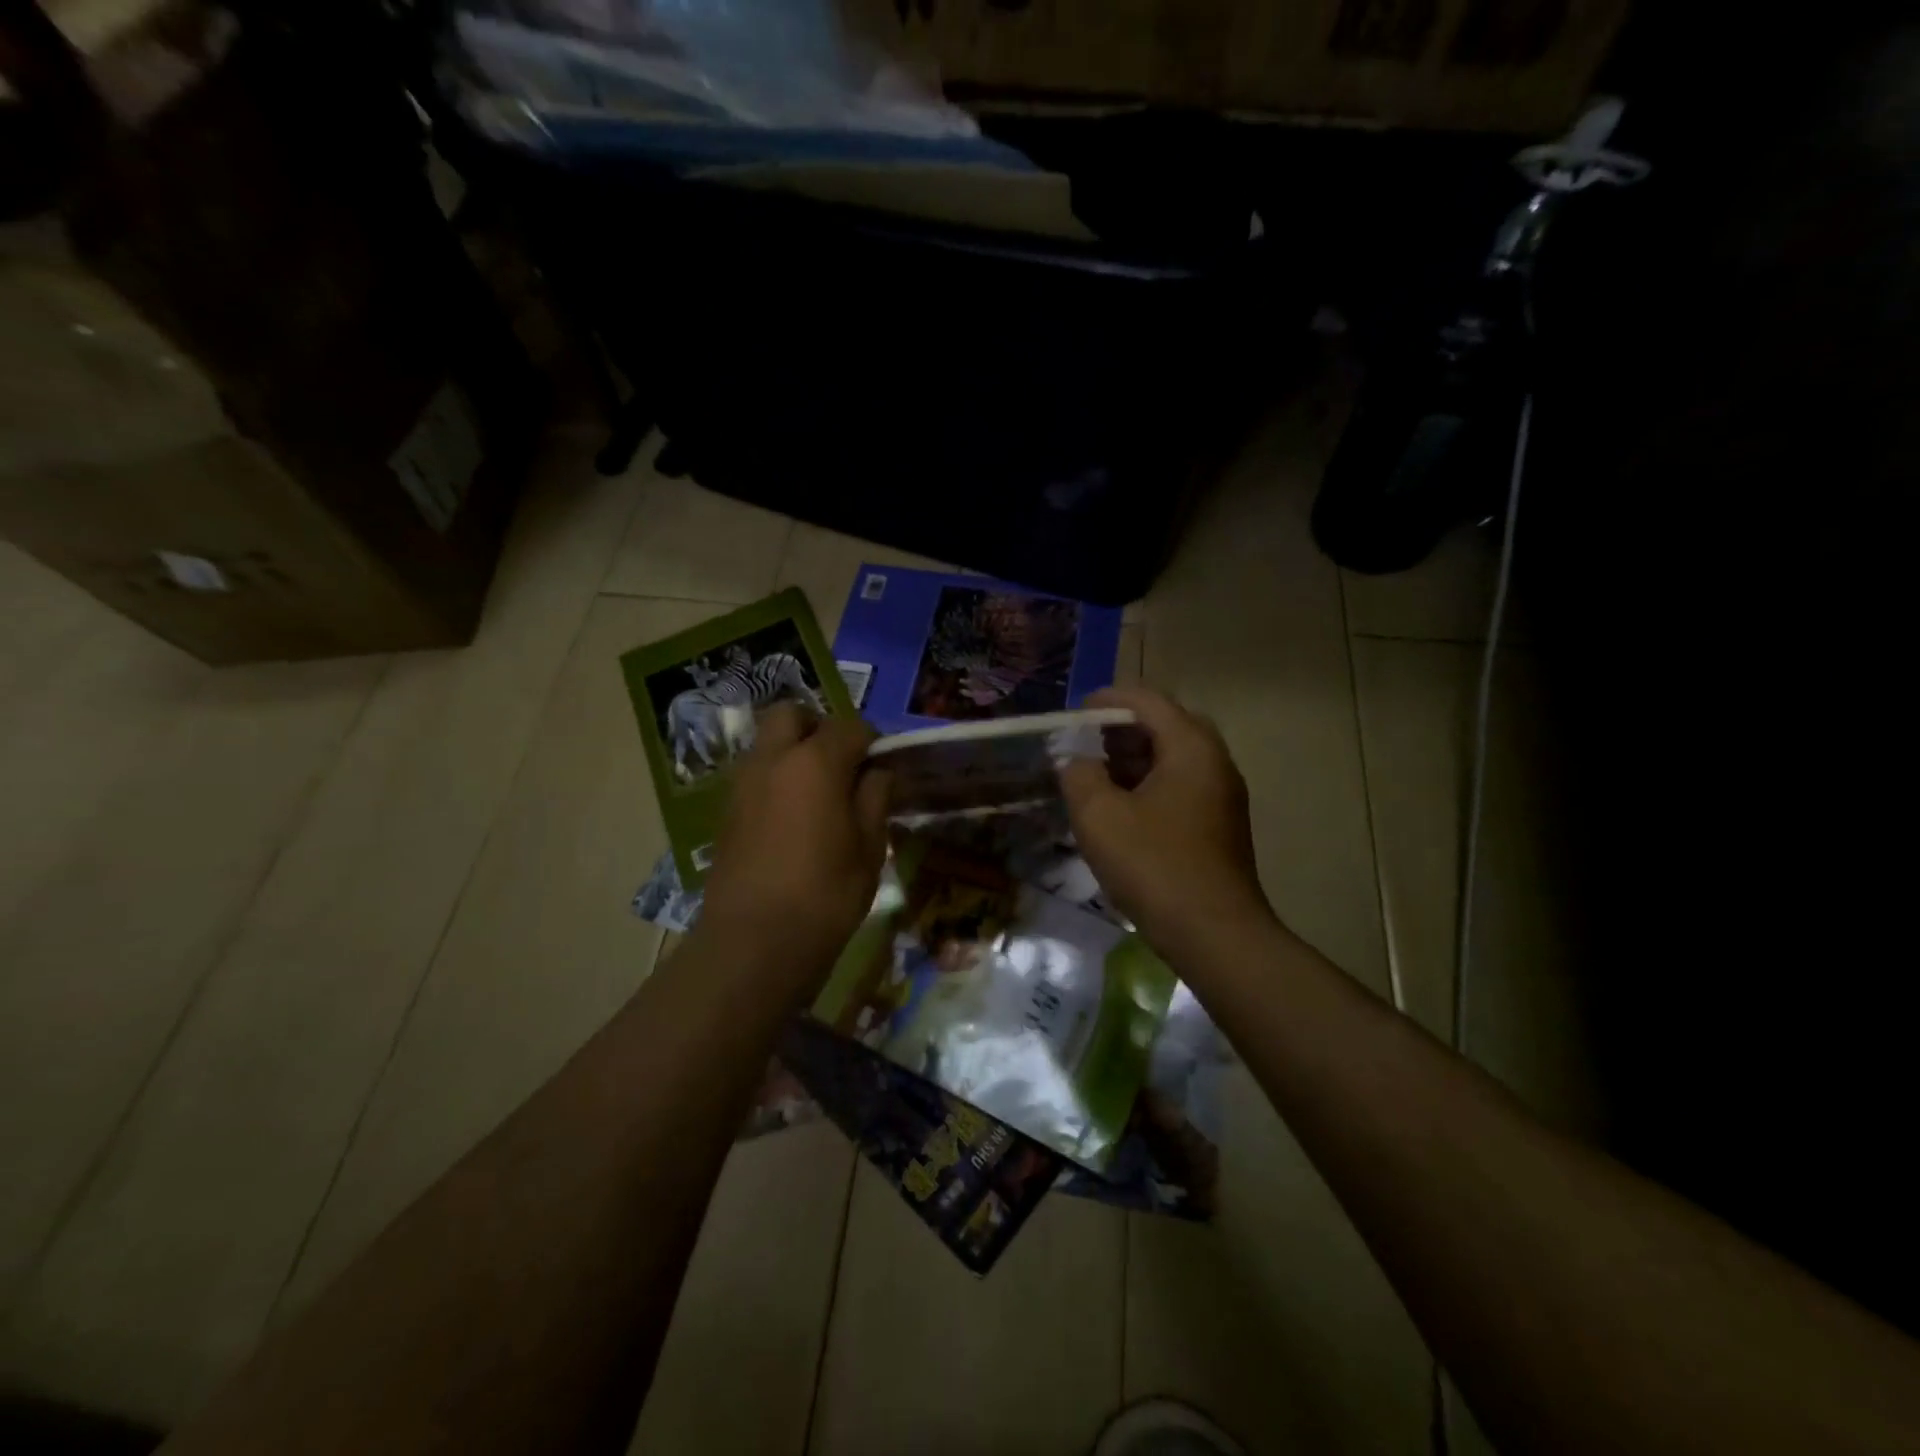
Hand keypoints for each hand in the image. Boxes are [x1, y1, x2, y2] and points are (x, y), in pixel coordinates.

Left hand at [697, 703, 891, 996]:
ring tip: (817, 794)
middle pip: (792, 715)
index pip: (850, 727)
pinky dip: (774, 779)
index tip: (882, 768)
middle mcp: (773, 759)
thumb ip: (874, 799)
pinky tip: (792, 819)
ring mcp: (742, 783)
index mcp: (815, 762)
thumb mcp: (869, 848)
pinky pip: (754, 774)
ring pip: (767, 743)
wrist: (753, 943)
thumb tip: (878, 773)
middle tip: (840, 765)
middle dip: (818, 728)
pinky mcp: (726, 811)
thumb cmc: (825, 895)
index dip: (872, 743)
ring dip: (792, 752)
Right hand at [1059, 687, 1274, 950]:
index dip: (1106, 700)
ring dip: (1134, 758)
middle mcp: (1214, 761)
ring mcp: (1221, 795)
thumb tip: (1078, 763)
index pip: (1147, 701)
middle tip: (1085, 743)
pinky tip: (1120, 810)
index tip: (1073, 714)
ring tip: (1095, 775)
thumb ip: (1080, 775)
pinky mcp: (1219, 825)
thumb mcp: (1099, 815)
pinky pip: (1180, 786)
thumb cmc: (1154, 865)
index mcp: (1191, 747)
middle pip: (1165, 725)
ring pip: (1174, 758)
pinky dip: (1148, 784)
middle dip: (1121, 729)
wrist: (1214, 934)